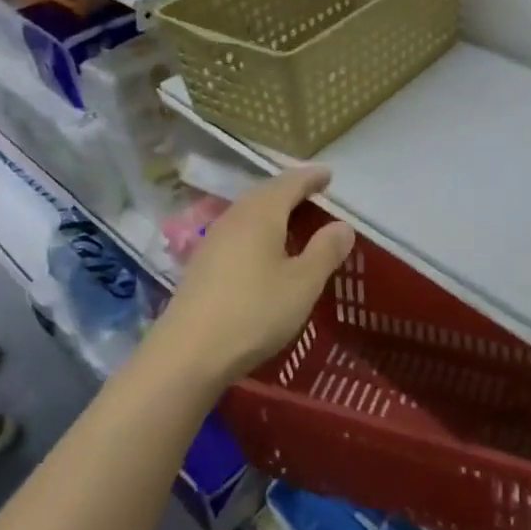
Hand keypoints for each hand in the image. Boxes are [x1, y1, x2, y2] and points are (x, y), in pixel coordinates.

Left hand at [155, 166, 355, 384]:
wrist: (188, 354)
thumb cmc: (254, 312)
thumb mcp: (303, 283)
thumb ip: (325, 251)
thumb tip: (342, 225)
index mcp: (261, 213)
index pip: (290, 182)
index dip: (311, 177)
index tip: (329, 175)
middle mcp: (234, 217)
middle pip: (266, 193)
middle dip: (291, 191)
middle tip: (314, 195)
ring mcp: (213, 240)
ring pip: (249, 213)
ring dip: (273, 211)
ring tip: (293, 222)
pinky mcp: (201, 265)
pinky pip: (238, 233)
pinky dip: (258, 231)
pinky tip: (264, 252)